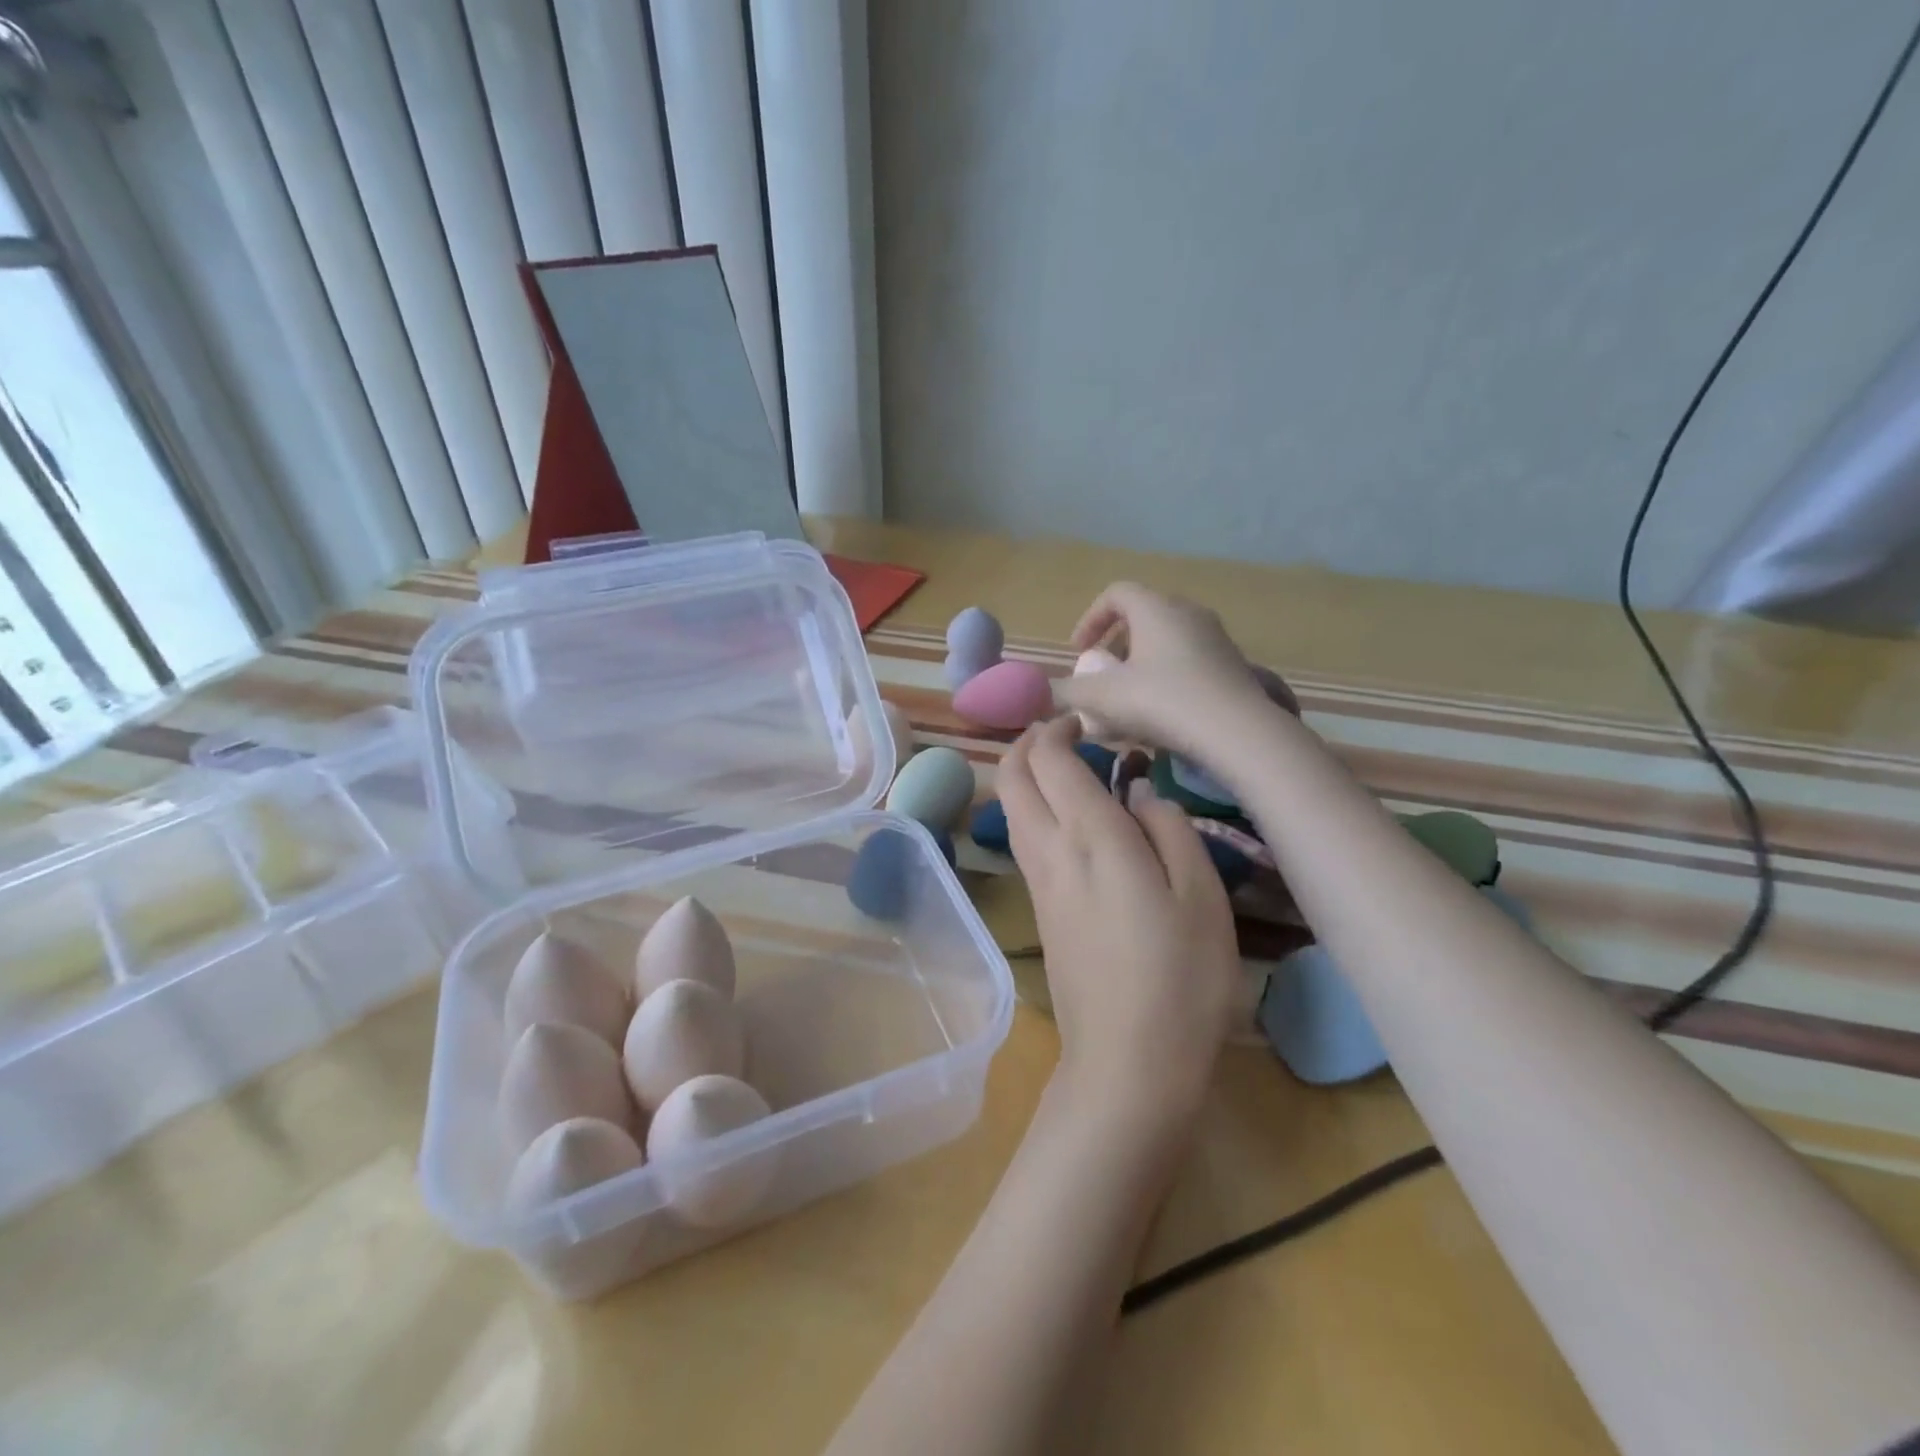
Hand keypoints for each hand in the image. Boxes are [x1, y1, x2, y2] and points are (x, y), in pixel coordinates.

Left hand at [998, 715, 1241, 1129]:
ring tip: (1069, 769)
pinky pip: (1023, 839)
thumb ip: (1169, 828)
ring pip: (1011, 809)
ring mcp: (1037, 882)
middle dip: (1028, 744)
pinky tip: (1072, 820)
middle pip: (1012, 778)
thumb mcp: (1199, 895)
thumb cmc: (1180, 977)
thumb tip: (1141, 791)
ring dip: (1026, 776)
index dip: (1058, 729)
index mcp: (1090, 836)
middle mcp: (1050, 851)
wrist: (1127, 1062)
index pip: (1049, 760)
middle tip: (1066, 734)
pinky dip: (1033, 809)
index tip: (1087, 721)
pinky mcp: (1039, 909)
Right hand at [1054, 582, 1293, 762]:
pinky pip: (1190, 659)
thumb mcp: (1103, 698)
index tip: (1079, 652)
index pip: (1115, 593)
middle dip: (1116, 642)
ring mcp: (1216, 637)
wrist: (1237, 732)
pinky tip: (1163, 711)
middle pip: (1143, 614)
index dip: (1090, 619)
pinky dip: (1167, 675)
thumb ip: (1066, 692)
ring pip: (1168, 638)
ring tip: (1130, 696)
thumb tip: (1042, 693)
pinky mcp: (1233, 664)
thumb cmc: (1162, 702)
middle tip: (1103, 673)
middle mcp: (1188, 612)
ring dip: (1142, 661)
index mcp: (1155, 608)